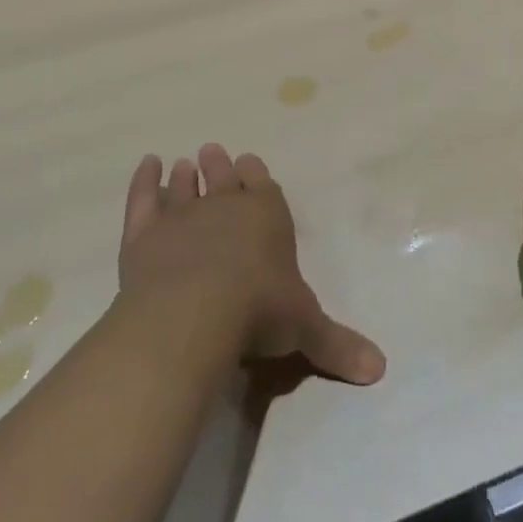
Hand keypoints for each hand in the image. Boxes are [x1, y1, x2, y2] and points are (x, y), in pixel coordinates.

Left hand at [116, 145, 385, 384]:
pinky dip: (143, 181)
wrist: (194, 314)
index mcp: (268, 217)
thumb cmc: (259, 312)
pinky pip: (142, 200)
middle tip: (211, 151)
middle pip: (223, 179)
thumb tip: (380, 370)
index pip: (264, 188)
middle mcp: (226, 208)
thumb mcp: (306, 329)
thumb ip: (337, 344)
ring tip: (183, 163)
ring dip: (184, 176)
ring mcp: (181, 218)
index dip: (256, 175)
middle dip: (219, 167)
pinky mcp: (143, 236)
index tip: (249, 161)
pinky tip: (147, 165)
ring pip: (183, 188)